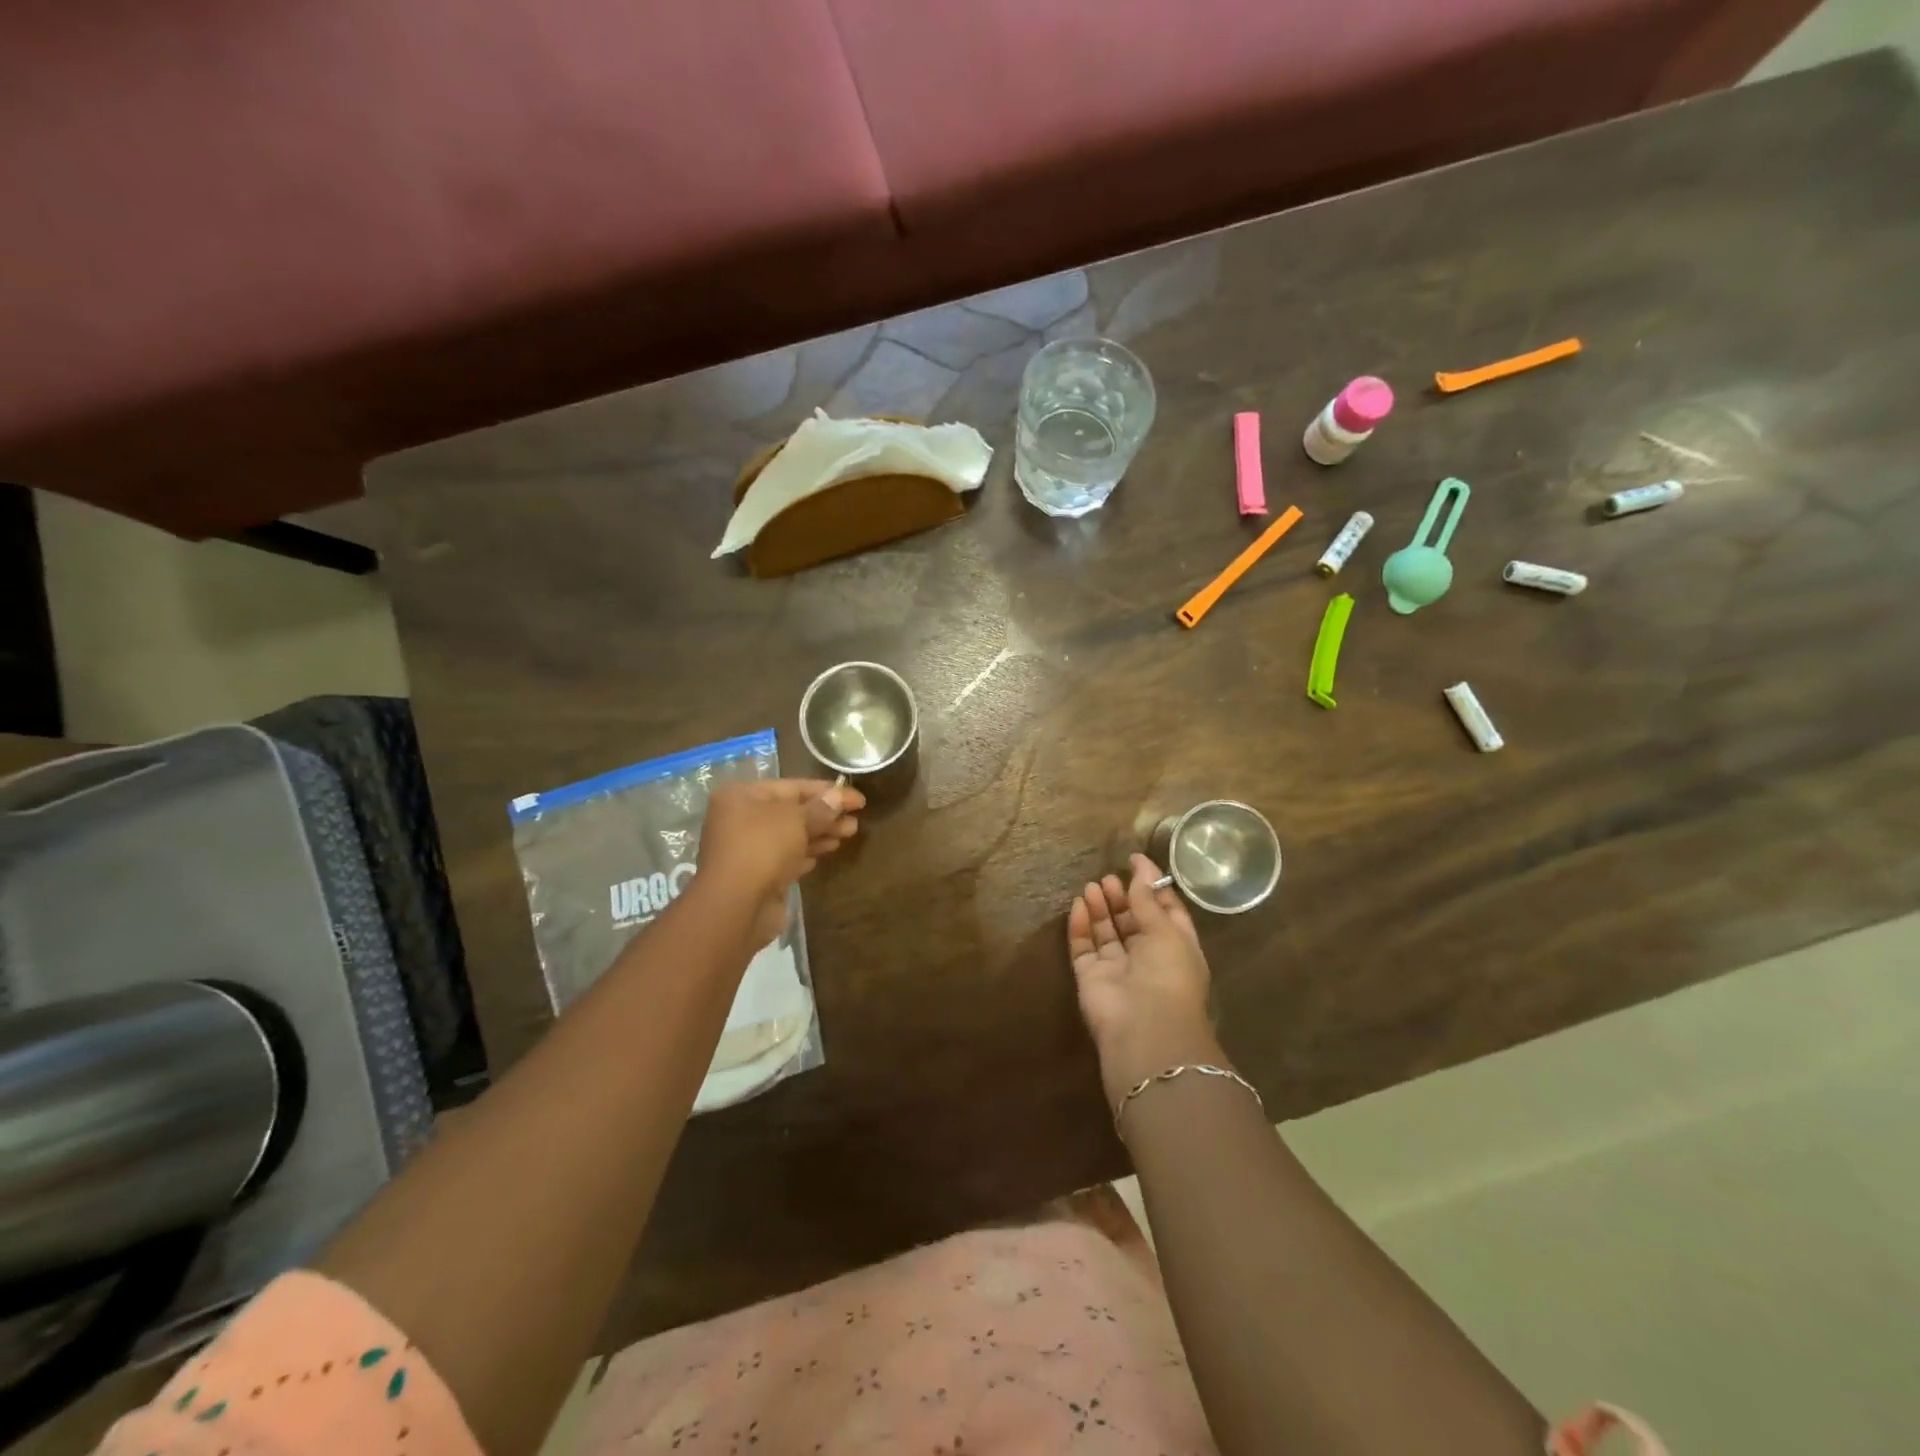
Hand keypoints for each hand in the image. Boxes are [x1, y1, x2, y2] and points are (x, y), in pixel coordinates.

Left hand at [696, 778, 863, 947]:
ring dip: (820, 833)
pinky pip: (787, 857)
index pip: (791, 787)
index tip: (858, 799)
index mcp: (741, 797)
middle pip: (791, 811)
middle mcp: (740, 819)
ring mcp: (747, 849)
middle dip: (825, 814)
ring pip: (791, 836)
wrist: (736, 907)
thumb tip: (839, 797)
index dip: (827, 791)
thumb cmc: (762, 849)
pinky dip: (807, 853)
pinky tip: (828, 851)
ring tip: (849, 833)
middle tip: (856, 819)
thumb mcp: (796, 820)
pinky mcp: (757, 875)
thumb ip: (820, 808)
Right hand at [1068, 854, 1223, 1107]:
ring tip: (1092, 885)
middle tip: (1109, 877)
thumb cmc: (1168, 973)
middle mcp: (1147, 958)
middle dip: (1122, 897)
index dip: (1151, 886)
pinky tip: (1077, 905)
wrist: (1144, 1027)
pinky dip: (1080, 926)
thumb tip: (1141, 866)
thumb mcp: (1165, 929)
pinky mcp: (1090, 977)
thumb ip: (1148, 898)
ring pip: (1106, 932)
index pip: (1164, 911)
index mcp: (1176, 948)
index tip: (1135, 861)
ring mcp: (1117, 969)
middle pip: (1132, 921)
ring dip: (1101, 908)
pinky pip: (1083, 947)